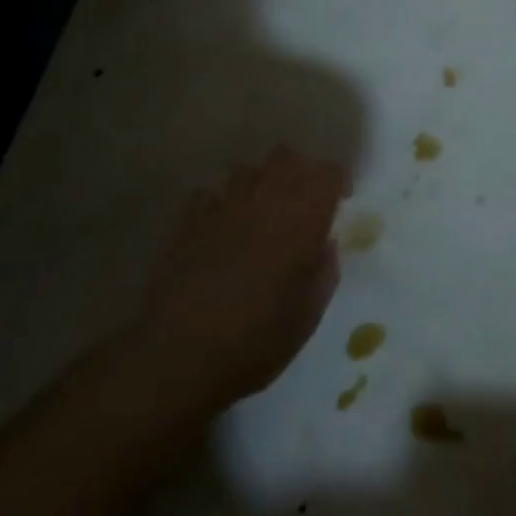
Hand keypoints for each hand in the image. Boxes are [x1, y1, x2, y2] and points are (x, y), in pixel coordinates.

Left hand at [119, 148, 346, 409]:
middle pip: (287, 158)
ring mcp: (220, 206)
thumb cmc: (257, 338)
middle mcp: (263, 198)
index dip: (337, 184)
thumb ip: (324, 268)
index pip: (328, 172)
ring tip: (259, 216)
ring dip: (259, 185)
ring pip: (246, 170)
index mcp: (302, 216)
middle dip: (299, 173)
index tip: (338, 206)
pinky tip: (220, 232)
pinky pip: (208, 195)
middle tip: (301, 205)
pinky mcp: (185, 223)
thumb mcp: (309, 312)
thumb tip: (324, 244)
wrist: (178, 358)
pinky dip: (219, 205)